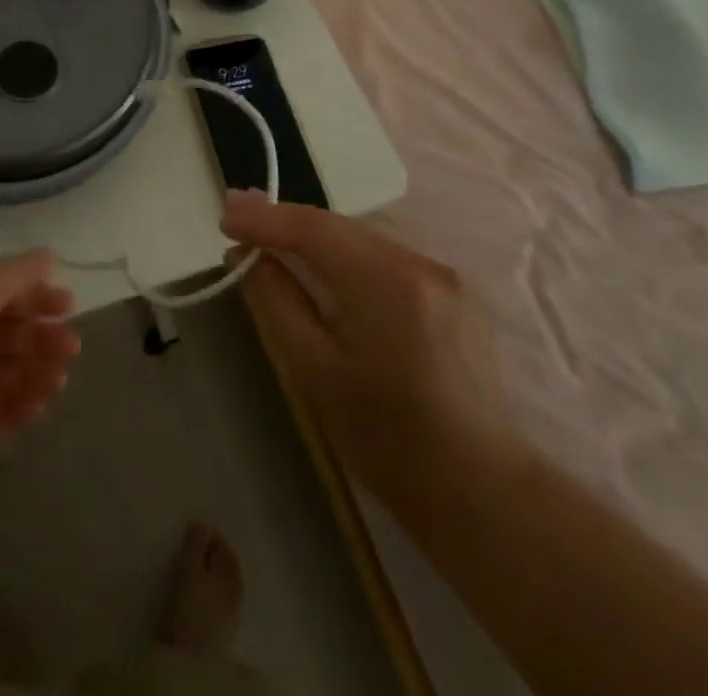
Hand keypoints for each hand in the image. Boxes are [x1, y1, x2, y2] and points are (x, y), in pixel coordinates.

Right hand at [222, 193, 528, 518]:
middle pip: (339, 227)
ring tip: (268, 233)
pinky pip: (383, 257)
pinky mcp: (451, 292)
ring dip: (314, 235)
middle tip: (237, 215)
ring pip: (361, 239)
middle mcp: (419, 263)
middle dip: (285, 220)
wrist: (482, 492)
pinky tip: (320, 262)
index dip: (265, 218)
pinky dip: (344, 254)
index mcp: (387, 283)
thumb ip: (277, 302)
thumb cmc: (389, 441)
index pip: (314, 228)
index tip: (224, 215)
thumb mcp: (316, 372)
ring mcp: (442, 274)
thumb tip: (244, 256)